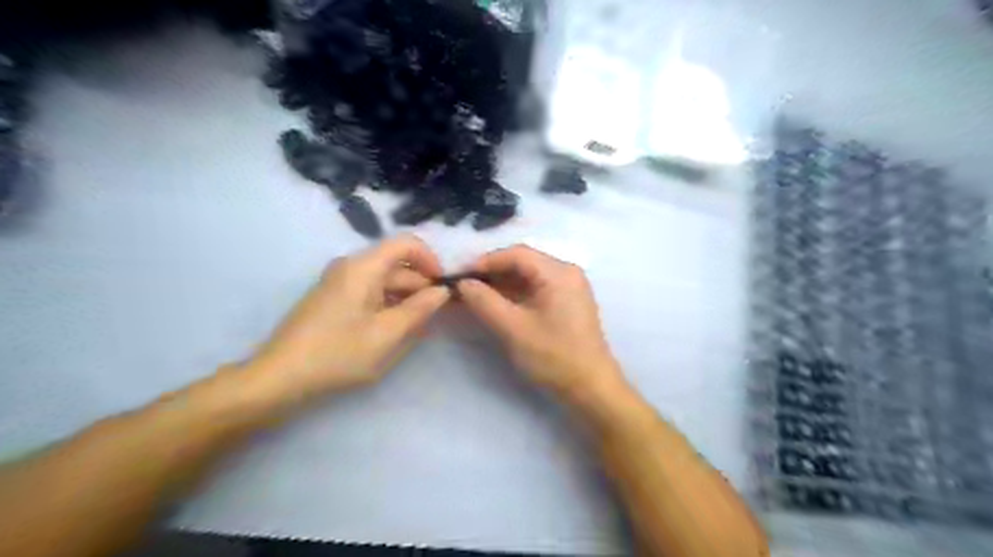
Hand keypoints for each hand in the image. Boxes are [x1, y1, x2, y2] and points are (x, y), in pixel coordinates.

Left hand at [241, 236, 451, 403]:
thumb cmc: (337, 354)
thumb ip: (419, 309)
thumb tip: (442, 291)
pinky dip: (388, 307)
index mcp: (363, 267)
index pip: (406, 244)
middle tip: (437, 316)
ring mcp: (340, 283)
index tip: (444, 287)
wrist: (279, 378)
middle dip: (421, 287)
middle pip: (397, 266)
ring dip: (406, 301)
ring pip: (385, 282)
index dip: (431, 261)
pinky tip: (395, 331)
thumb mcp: (387, 334)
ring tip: (418, 329)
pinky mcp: (334, 300)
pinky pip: (370, 294)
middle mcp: (351, 267)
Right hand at [455, 245, 622, 401]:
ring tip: (472, 295)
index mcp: (559, 273)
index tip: (459, 274)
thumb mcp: (513, 329)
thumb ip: (485, 302)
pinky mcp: (565, 303)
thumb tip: (462, 283)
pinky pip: (535, 289)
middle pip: (522, 262)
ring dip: (500, 284)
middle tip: (462, 286)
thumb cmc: (553, 356)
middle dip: (491, 273)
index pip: (516, 254)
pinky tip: (493, 303)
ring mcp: (568, 288)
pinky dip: (513, 295)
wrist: (591, 388)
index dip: (485, 261)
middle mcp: (566, 273)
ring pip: (527, 276)